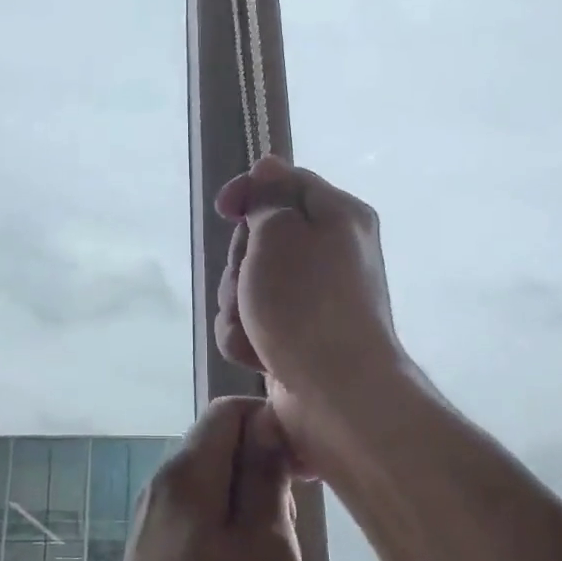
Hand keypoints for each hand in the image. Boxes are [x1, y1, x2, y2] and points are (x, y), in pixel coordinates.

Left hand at [96, 397, 306, 560]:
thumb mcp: (268, 548)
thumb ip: (265, 476)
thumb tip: (266, 420)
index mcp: (186, 474)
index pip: (228, 411)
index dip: (272, 424)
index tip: (309, 469)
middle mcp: (160, 490)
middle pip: (218, 448)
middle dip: (264, 469)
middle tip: (297, 526)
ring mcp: (151, 531)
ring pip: (212, 490)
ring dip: (251, 509)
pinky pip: (198, 526)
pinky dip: (230, 537)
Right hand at [214, 156, 407, 452]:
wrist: (337, 395)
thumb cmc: (306, 304)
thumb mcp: (279, 234)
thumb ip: (268, 197)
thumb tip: (270, 165)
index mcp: (338, 216)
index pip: (284, 182)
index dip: (248, 192)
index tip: (223, 211)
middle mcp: (330, 254)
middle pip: (261, 237)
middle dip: (240, 263)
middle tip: (248, 283)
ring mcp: (313, 300)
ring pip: (249, 283)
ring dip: (238, 305)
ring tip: (254, 328)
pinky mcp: (297, 337)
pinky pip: (255, 322)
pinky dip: (248, 336)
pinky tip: (257, 354)